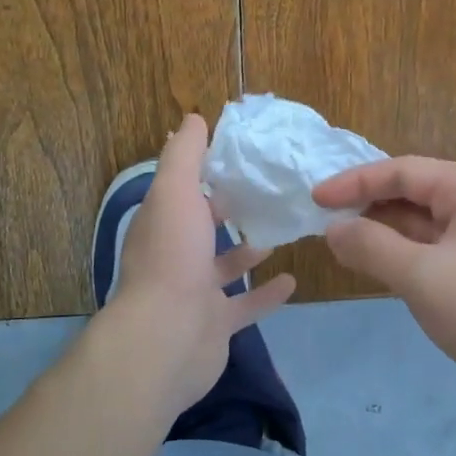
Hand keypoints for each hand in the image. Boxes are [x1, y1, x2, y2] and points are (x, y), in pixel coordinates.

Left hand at [103, 114, 295, 418]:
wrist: (167, 337)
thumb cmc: (173, 257)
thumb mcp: (175, 191)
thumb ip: (184, 155)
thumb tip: (192, 118)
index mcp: (163, 223)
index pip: (183, 190)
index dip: (205, 171)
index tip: (239, 156)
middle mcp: (175, 256)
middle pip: (203, 227)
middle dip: (227, 210)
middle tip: (267, 192)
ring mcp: (195, 293)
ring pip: (224, 266)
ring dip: (248, 251)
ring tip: (280, 232)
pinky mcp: (216, 325)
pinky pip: (245, 306)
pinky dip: (267, 294)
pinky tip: (292, 281)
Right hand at [314, 158, 455, 420]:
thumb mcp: (422, 276)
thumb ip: (371, 246)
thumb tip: (333, 229)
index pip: (401, 171)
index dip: (354, 182)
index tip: (316, 198)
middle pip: (410, 192)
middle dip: (366, 205)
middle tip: (323, 221)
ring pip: (419, 222)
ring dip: (381, 231)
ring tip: (339, 243)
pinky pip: (430, 248)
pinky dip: (400, 253)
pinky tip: (373, 265)